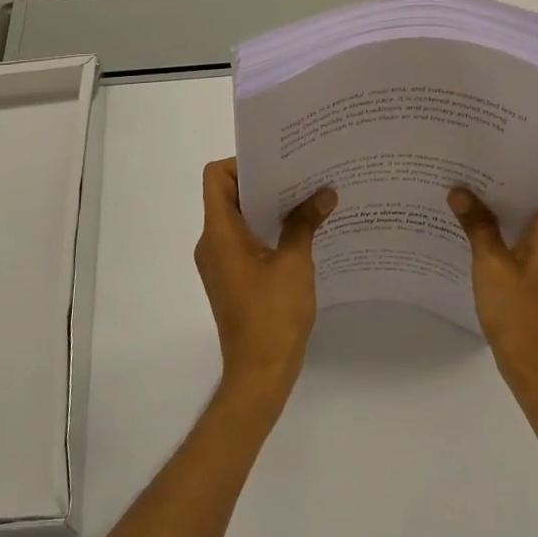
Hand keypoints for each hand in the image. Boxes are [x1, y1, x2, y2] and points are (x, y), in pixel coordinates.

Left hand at [195, 159, 335, 406]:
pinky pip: (244, 239)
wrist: (259, 374)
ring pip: (238, 218)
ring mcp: (220, 262)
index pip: (216, 177)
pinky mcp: (231, 278)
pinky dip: (267, 229)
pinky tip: (299, 231)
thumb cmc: (273, 315)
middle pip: (228, 194)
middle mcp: (212, 243)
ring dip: (268, 206)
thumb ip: (305, 223)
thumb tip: (325, 193)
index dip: (242, 162)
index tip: (278, 163)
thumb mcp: (295, 264)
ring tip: (306, 198)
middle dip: (264, 181)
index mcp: (220, 233)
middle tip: (300, 173)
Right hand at [448, 168, 537, 403]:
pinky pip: (530, 238)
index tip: (514, 150)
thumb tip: (460, 190)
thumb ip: (477, 226)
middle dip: (518, 178)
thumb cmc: (520, 315)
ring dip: (511, 204)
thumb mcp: (490, 266)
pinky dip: (510, 227)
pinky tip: (478, 228)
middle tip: (482, 163)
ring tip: (474, 189)